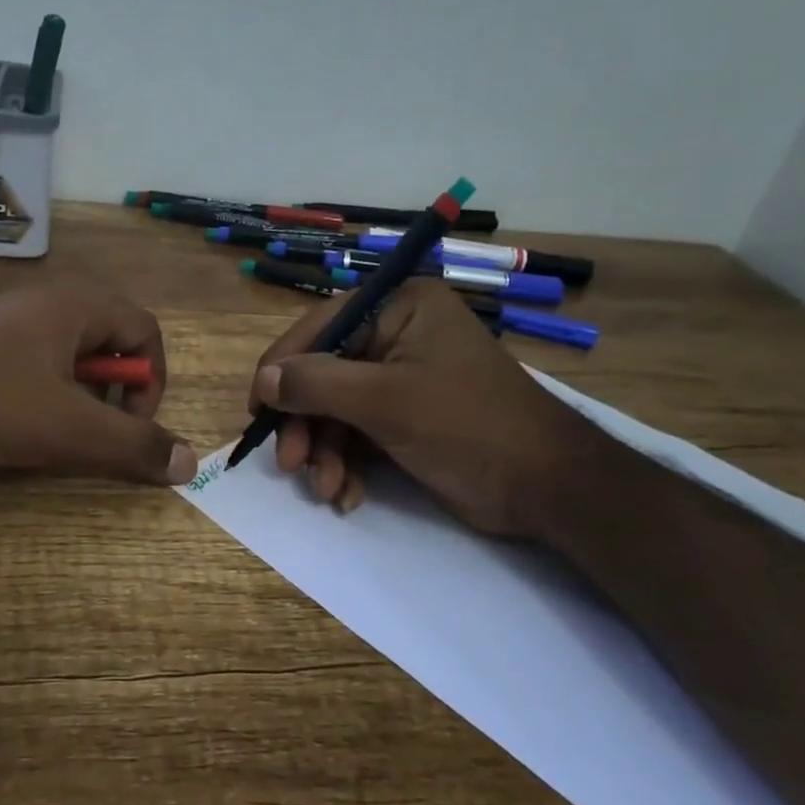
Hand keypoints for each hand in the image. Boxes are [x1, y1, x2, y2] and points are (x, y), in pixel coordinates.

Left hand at [0, 281, 198, 484]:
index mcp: (74, 305)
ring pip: (69, 359)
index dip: (152, 381)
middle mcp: (44, 303)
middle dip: (115, 392)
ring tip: (56, 436)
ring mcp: (6, 324)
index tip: (132, 426)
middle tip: (96, 432)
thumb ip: (133, 446)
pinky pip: (33, 368)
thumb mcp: (68, 430)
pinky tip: (16, 429)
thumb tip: (191, 463)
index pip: (144, 330)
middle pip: (109, 342)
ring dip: (79, 399)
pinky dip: (43, 399)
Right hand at [249, 279, 598, 537]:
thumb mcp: (385, 401)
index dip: (283, 367)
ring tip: (327, 490)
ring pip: (338, 410)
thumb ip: (317, 384)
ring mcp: (403, 378)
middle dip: (308, 424)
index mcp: (400, 308)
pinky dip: (349, 464)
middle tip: (291, 464)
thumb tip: (263, 380)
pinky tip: (347, 495)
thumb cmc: (468, 426)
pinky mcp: (408, 417)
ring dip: (327, 453)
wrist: (547, 487)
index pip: (321, 328)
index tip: (257, 408)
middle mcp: (399, 335)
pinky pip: (360, 432)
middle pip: (326, 374)